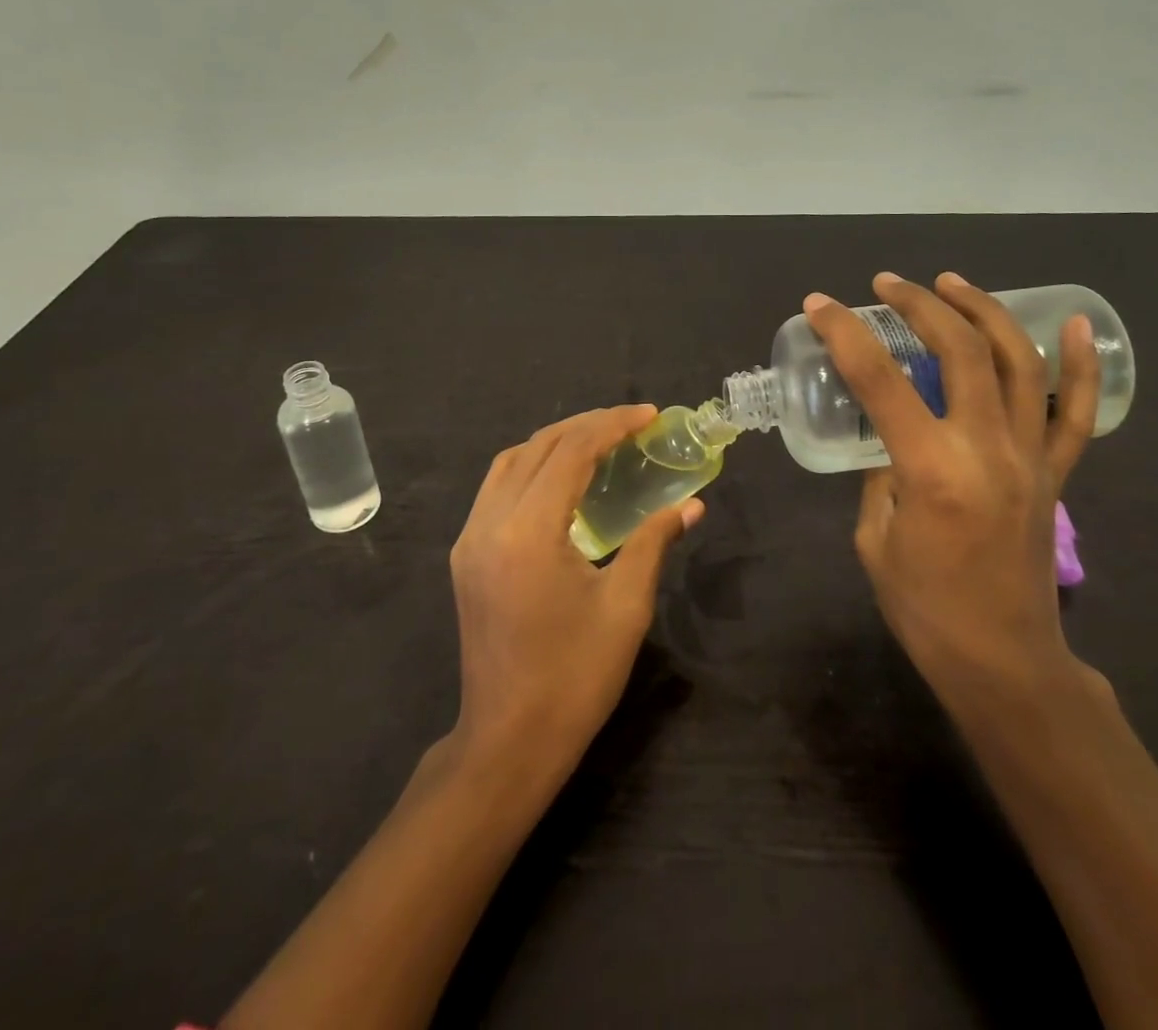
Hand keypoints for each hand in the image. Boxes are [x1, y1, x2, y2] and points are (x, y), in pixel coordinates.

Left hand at [447, 406, 701, 778]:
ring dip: (556, 442)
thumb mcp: (625, 607)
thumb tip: (692, 506)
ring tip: (601, 442)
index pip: (571, 452)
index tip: (649, 416)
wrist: (508, 742)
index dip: (612, 425)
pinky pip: (497, 488)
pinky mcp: (465, 555)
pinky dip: (532, 467)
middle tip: (632, 423)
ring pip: (511, 462)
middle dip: (587, 426)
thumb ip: (654, 543)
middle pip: (538, 447)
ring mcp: (469, 538)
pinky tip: (563, 480)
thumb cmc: (575, 678)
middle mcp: (489, 523)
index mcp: (528, 532)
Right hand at [803, 272, 1100, 708]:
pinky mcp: (1055, 474)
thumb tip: (888, 439)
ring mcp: (1030, 457)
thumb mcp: (875, 538)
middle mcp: (987, 449)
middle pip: (959, 351)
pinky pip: (1077, 412)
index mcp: (931, 470)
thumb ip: (880, 476)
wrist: (1004, 662)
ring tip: (951, 283)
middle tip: (886, 285)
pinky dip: (1080, 365)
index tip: (820, 304)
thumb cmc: (925, 610)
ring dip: (983, 312)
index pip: (879, 380)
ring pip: (1017, 363)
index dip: (844, 334)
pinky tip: (1074, 324)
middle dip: (919, 305)